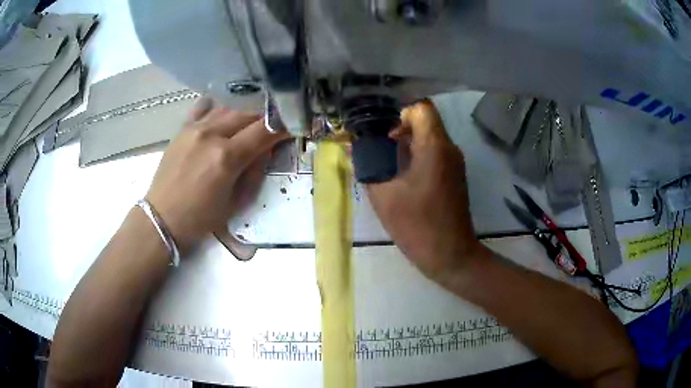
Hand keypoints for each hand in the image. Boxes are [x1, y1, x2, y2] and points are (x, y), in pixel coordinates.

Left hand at [146, 97, 288, 252]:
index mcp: (227, 157)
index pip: (265, 130)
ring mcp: (195, 128)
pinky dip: (218, 108)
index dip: (283, 126)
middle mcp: (212, 134)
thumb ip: (255, 172)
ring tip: (251, 122)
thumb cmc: (201, 218)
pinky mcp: (183, 129)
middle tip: (274, 126)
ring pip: (229, 108)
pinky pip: (205, 108)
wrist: (162, 218)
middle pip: (248, 113)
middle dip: (266, 117)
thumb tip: (266, 149)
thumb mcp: (236, 202)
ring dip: (245, 113)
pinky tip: (223, 113)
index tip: (294, 126)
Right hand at [366, 100, 486, 284]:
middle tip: (379, 147)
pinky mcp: (455, 175)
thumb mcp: (384, 196)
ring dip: (408, 143)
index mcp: (434, 147)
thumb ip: (367, 168)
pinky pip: (436, 152)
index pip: (421, 108)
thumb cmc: (417, 225)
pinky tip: (402, 176)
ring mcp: (455, 162)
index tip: (383, 132)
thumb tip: (352, 149)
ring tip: (387, 162)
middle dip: (400, 129)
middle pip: (426, 121)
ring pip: (431, 137)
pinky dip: (418, 155)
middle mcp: (449, 148)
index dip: (400, 113)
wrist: (450, 254)